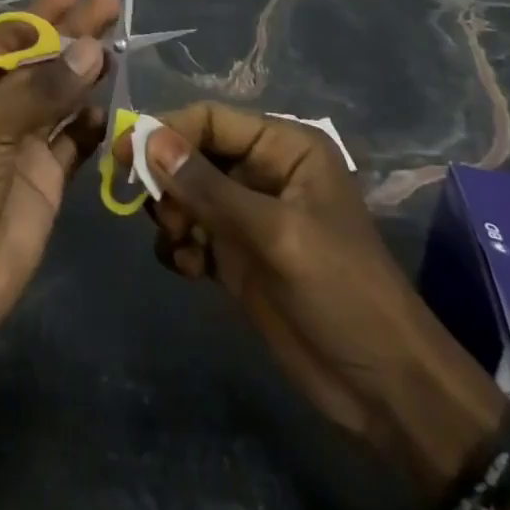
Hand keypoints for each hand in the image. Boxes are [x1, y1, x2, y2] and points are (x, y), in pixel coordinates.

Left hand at [0, 0, 117, 336]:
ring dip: (85, 72)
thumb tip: (92, 48)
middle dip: (70, 35)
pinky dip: (91, 123)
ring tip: (119, 45)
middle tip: (109, 5)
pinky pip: (74, 140)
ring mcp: (20, 143)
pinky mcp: (46, 177)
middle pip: (37, 63)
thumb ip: (41, 88)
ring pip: (59, 96)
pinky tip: (110, 106)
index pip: (3, 41)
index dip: (36, 18)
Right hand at [130, 104, 497, 464]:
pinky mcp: (238, 254)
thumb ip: (209, 187)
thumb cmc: (341, 291)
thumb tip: (148, 139)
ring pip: (185, 193)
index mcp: (283, 147)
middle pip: (192, 154)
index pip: (210, 120)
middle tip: (159, 214)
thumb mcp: (275, 234)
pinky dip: (180, 246)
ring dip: (172, 215)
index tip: (123, 155)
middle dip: (167, 179)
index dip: (165, 131)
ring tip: (181, 246)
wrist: (386, 390)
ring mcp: (248, 214)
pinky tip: (190, 270)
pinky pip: (191, 232)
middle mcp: (262, 171)